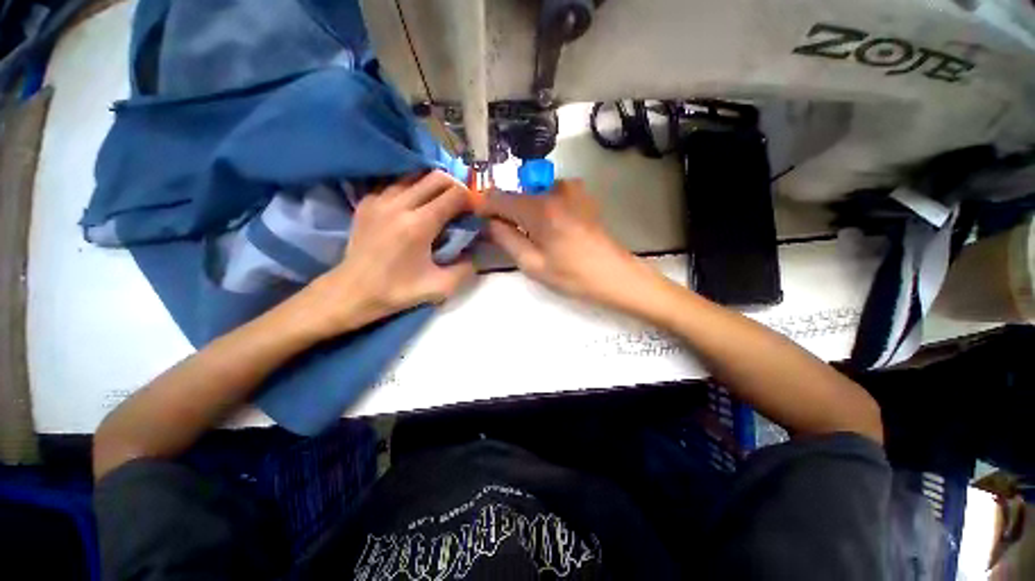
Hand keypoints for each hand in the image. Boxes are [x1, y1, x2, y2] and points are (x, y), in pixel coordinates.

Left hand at [298, 171, 475, 337]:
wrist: (352, 291)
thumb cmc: (397, 291)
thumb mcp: (440, 287)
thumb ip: (466, 268)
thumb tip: (475, 250)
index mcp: (418, 225)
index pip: (454, 195)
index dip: (470, 199)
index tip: (475, 210)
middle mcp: (399, 205)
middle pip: (436, 177)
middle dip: (456, 186)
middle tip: (461, 203)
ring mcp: (379, 200)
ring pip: (415, 176)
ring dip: (434, 185)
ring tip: (441, 202)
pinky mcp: (367, 202)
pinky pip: (396, 183)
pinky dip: (412, 188)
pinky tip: (416, 204)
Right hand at [483, 180, 659, 309]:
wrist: (616, 275)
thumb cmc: (573, 275)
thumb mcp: (533, 264)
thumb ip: (505, 239)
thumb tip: (487, 222)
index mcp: (540, 208)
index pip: (498, 197)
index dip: (485, 208)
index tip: (480, 223)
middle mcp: (554, 189)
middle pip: (516, 195)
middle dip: (506, 213)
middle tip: (507, 236)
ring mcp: (571, 188)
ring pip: (533, 195)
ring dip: (525, 212)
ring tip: (534, 237)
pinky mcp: (581, 194)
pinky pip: (550, 196)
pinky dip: (542, 209)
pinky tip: (552, 229)